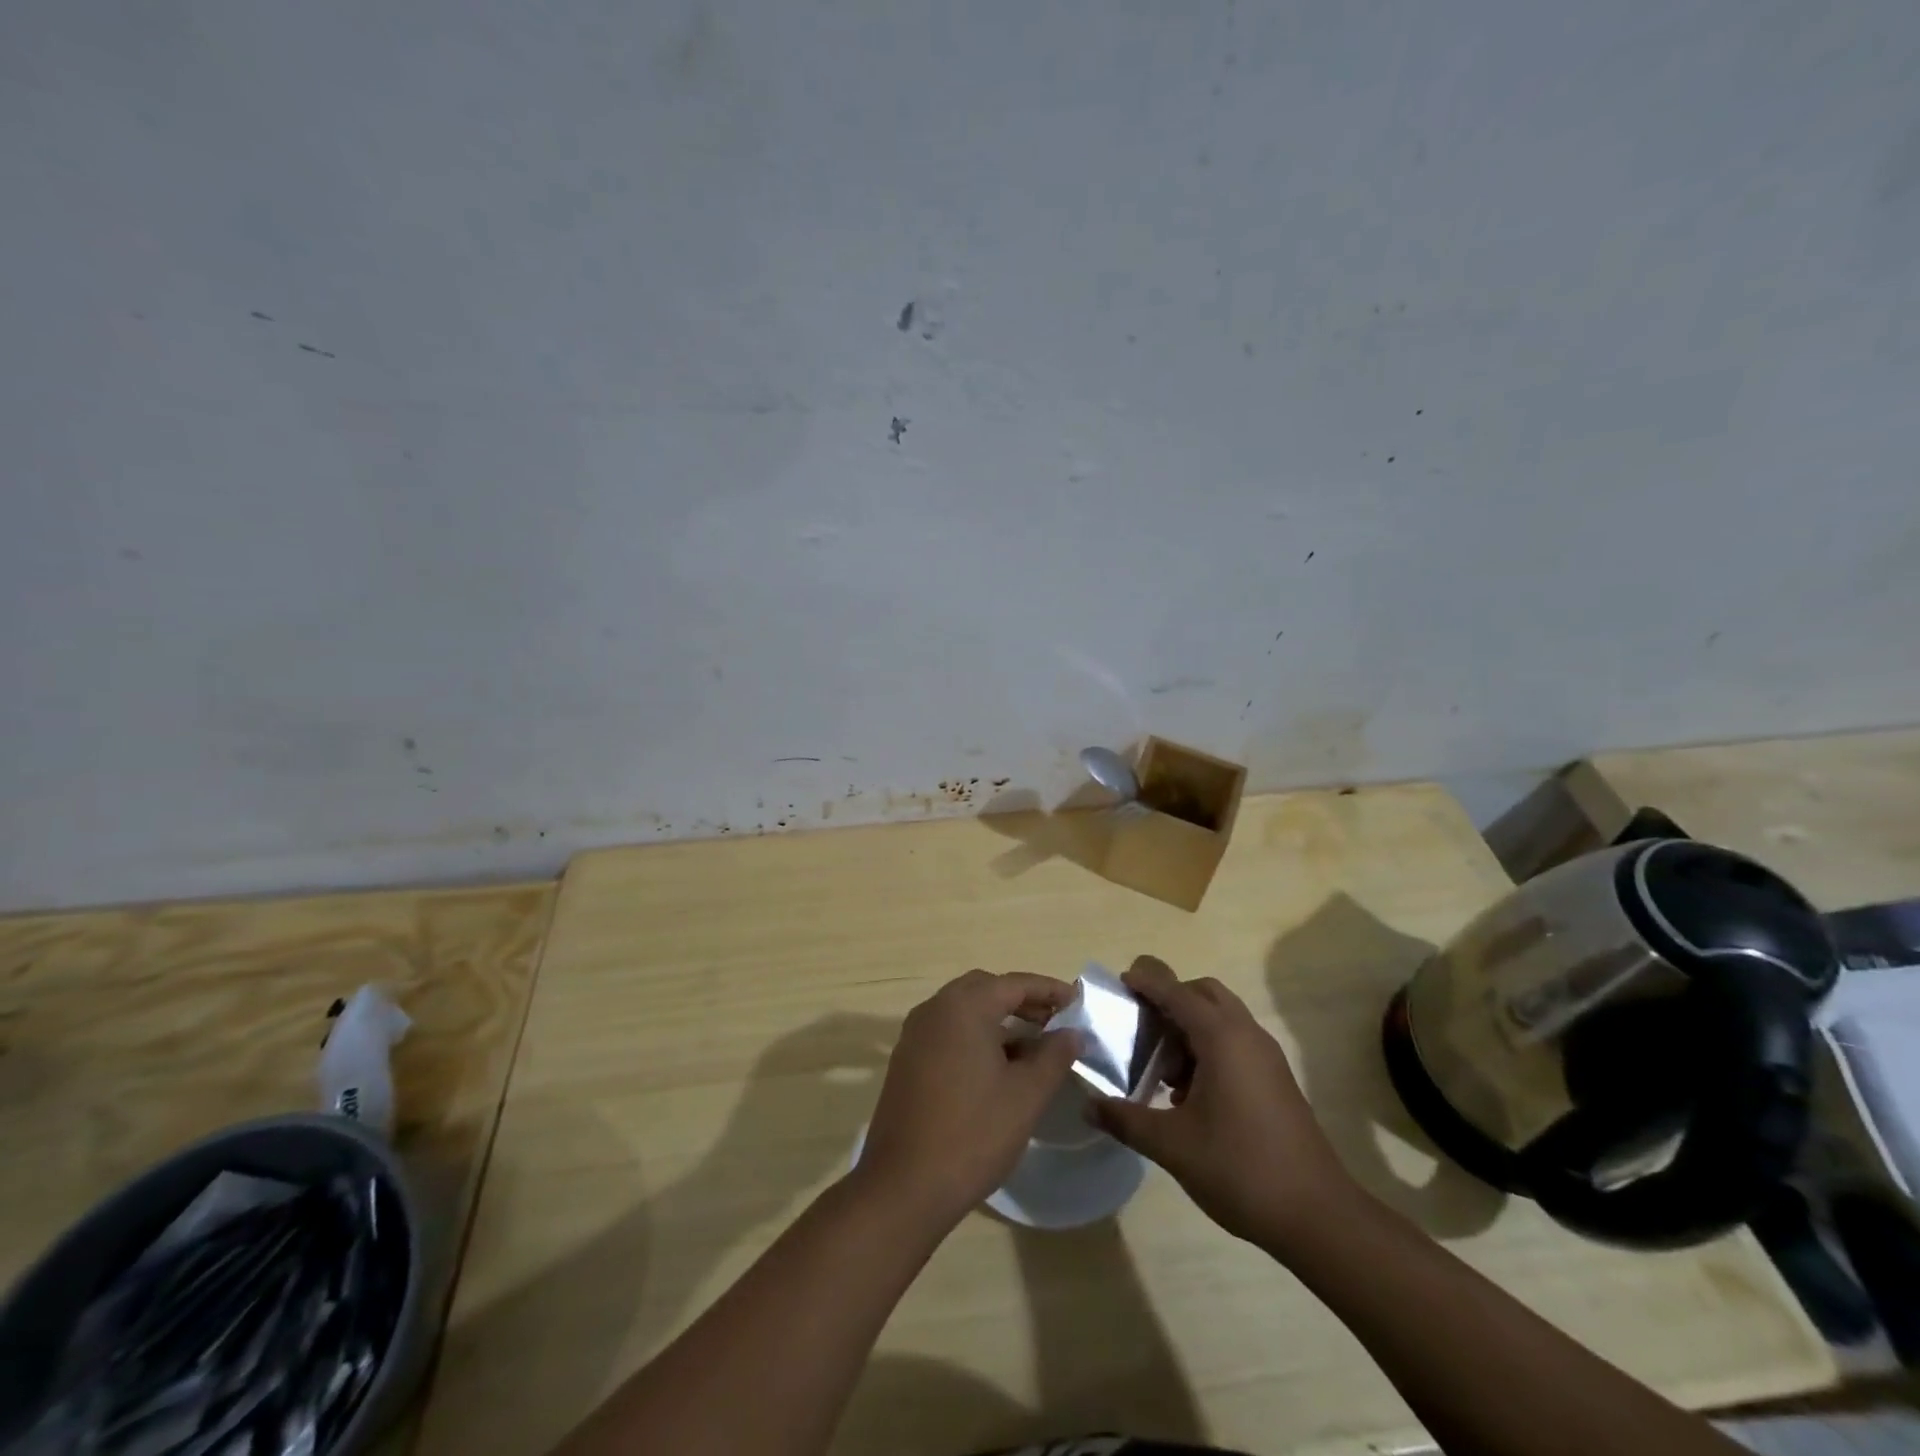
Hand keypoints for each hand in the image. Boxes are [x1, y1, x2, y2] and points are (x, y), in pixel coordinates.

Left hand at [858, 969, 1080, 1226]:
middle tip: (1054, 1021)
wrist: (904, 1186)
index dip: (1049, 990)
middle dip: (1022, 1000)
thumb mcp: (1026, 1095)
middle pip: (985, 989)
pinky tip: (997, 1067)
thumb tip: (1072, 1033)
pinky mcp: (906, 1061)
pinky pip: (948, 1032)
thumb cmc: (973, 1134)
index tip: (1078, 1001)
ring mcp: (915, 1035)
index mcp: (963, 1007)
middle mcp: (934, 1010)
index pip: (1014, 984)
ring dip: (998, 1019)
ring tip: (1033, 1046)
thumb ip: (1054, 1057)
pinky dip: (976, 1036)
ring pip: (964, 1010)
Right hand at [1091, 955, 1361, 1251]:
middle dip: (1171, 999)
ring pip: (1223, 1018)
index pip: (1176, 993)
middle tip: (1142, 1025)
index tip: (1120, 981)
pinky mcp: (1276, 1080)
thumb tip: (1089, 1106)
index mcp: (1222, 1038)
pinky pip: (1236, 1042)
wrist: (1318, 1216)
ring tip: (1161, 1067)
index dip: (1146, 983)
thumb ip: (1126, 1120)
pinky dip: (1209, 1048)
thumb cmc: (1241, 1169)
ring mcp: (1266, 1057)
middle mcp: (1247, 1035)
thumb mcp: (1172, 1146)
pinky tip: (1188, 1093)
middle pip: (1204, 993)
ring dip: (1190, 1027)